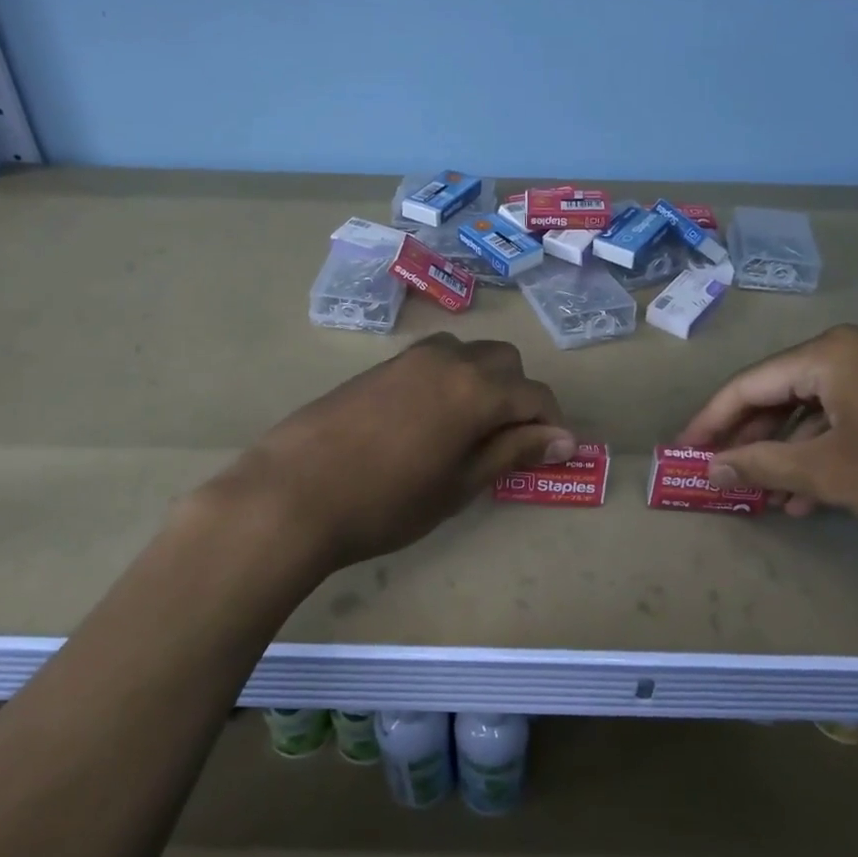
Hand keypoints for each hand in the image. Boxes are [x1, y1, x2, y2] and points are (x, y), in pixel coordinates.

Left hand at [218, 334, 573, 569]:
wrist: (293, 493)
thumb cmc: (386, 502)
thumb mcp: (459, 485)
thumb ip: (512, 453)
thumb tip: (563, 439)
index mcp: (475, 388)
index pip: (534, 395)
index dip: (550, 424)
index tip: (551, 454)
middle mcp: (448, 359)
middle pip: (504, 361)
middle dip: (518, 395)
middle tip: (507, 442)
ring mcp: (409, 358)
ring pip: (467, 354)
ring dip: (482, 381)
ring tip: (467, 429)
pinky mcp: (379, 366)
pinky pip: (432, 361)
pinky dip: (448, 380)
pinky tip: (427, 421)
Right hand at [678, 324, 857, 552]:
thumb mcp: (833, 474)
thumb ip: (764, 465)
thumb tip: (713, 465)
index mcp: (833, 353)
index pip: (750, 384)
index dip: (711, 420)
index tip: (685, 452)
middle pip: (785, 391)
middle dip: (753, 438)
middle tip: (725, 475)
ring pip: (823, 407)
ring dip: (793, 450)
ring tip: (770, 496)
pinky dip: (833, 449)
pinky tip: (820, 492)